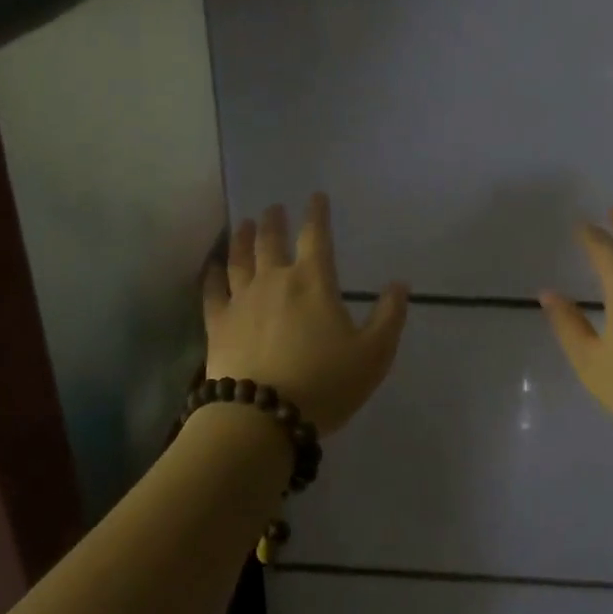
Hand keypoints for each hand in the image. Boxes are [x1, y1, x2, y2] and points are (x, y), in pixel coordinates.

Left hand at [203, 194, 409, 435]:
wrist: (261, 416)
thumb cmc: (325, 383)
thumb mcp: (373, 354)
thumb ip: (389, 317)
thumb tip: (400, 285)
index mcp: (313, 282)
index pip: (316, 236)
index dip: (317, 214)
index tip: (316, 197)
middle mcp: (274, 281)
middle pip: (271, 242)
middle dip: (275, 221)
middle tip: (274, 208)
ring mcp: (241, 301)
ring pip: (239, 260)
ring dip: (243, 239)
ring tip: (245, 225)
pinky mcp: (218, 325)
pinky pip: (213, 292)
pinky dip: (212, 276)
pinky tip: (212, 268)